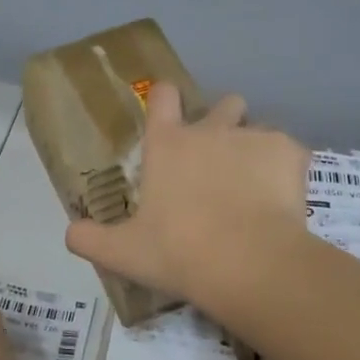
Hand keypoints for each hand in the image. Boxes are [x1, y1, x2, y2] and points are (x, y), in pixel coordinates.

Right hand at [64, 85, 309, 305]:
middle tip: (222, 161)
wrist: (247, 263)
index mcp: (168, 146)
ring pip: (258, 129)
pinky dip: (286, 171)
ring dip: (255, 150)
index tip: (169, 113)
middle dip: (224, 122)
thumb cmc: (179, 252)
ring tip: (257, 187)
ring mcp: (253, 137)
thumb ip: (90, 239)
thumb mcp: (123, 253)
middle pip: (223, 104)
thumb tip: (70, 233)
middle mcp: (211, 131)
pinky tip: (283, 202)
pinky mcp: (290, 152)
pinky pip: (290, 152)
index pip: (163, 97)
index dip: (165, 99)